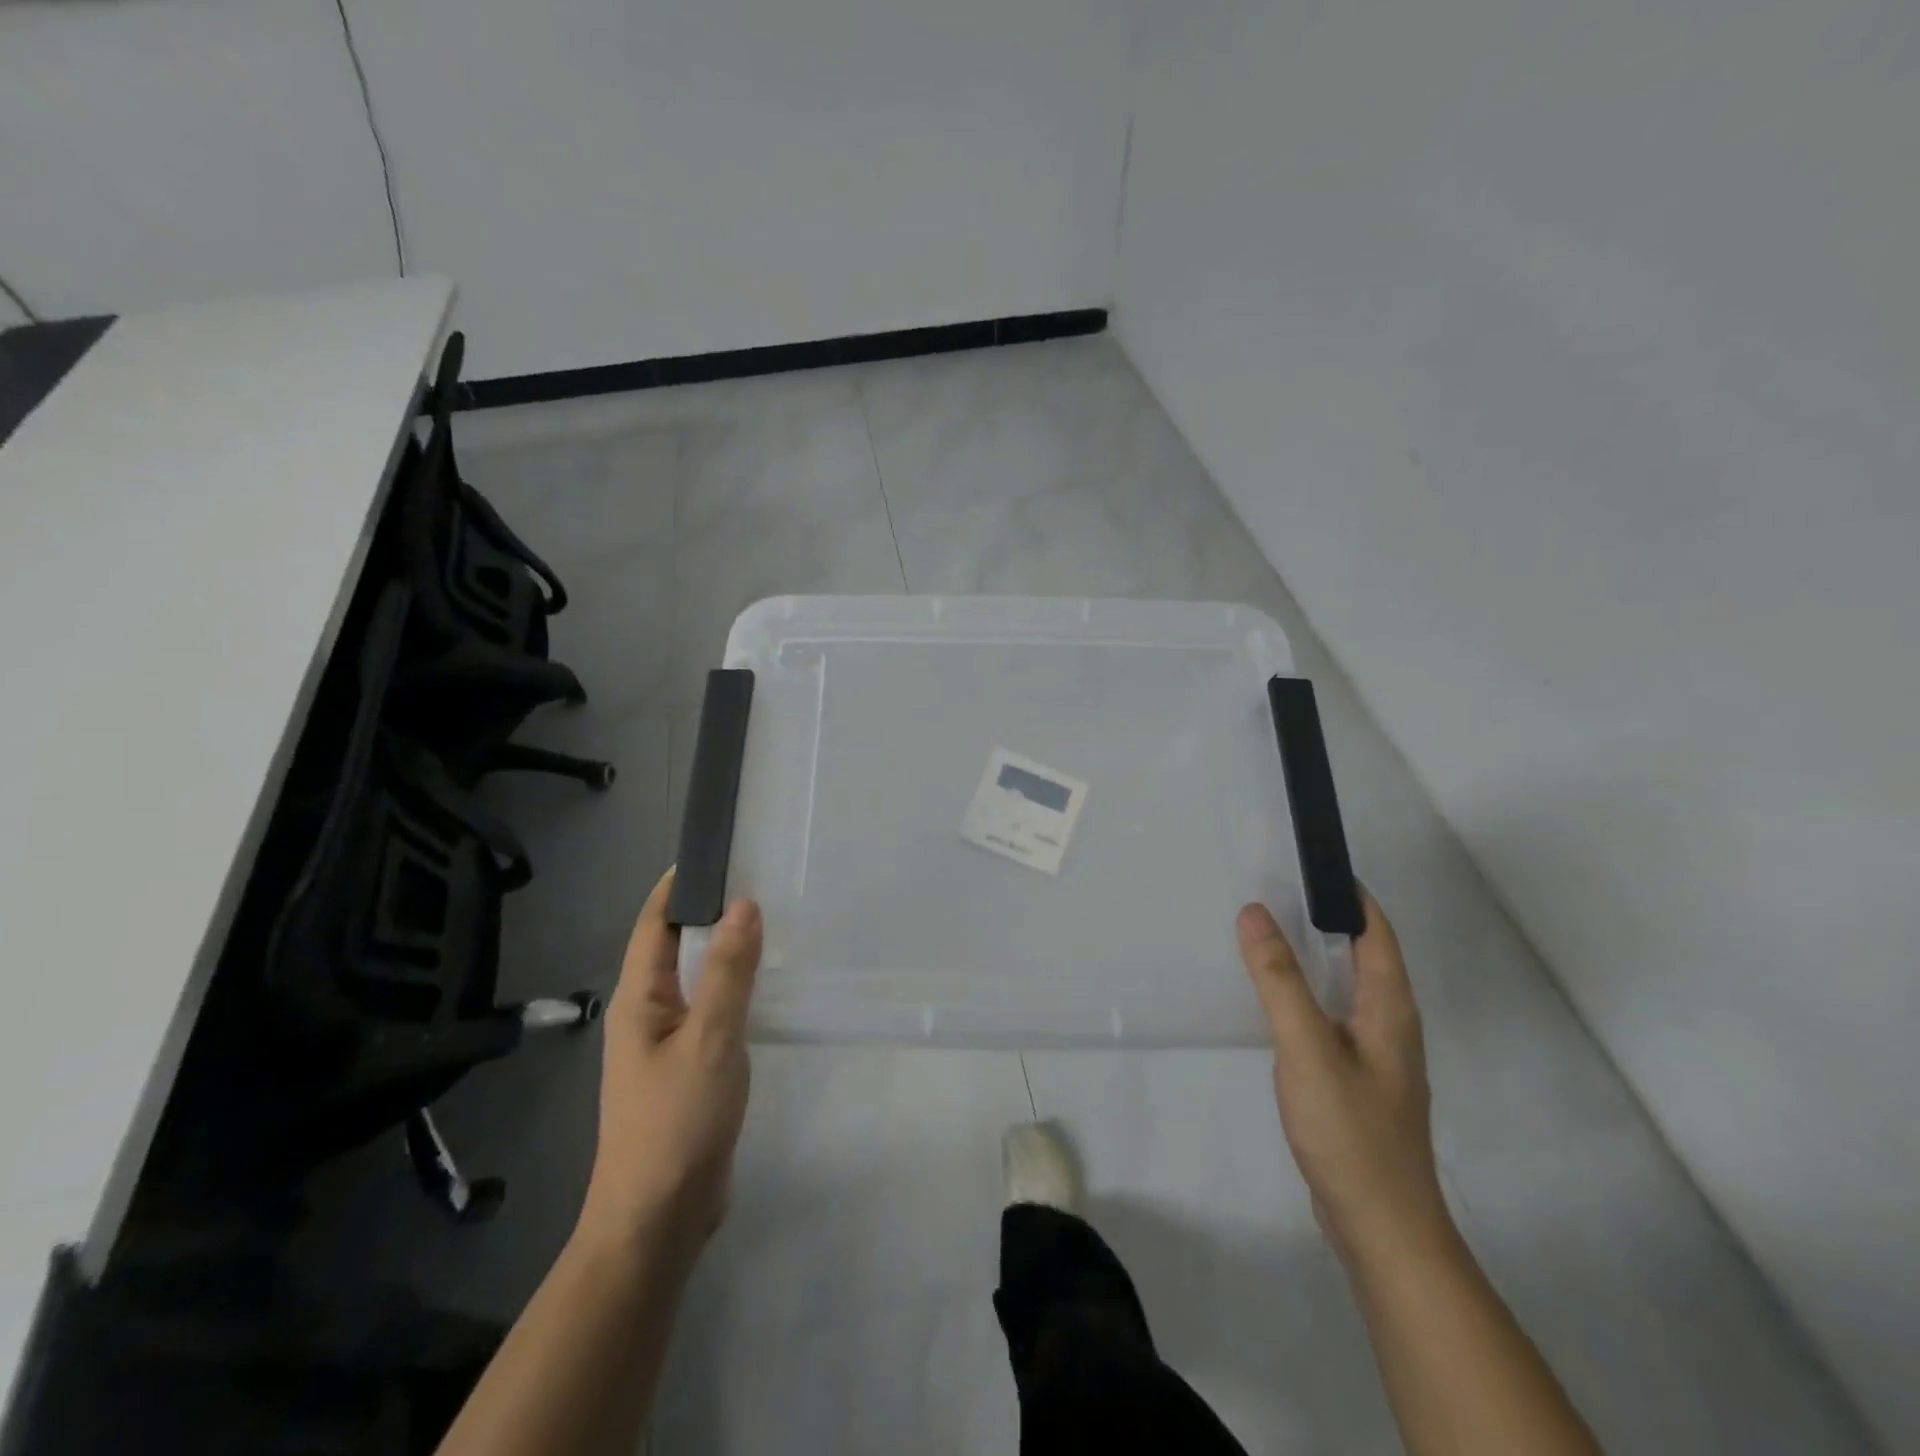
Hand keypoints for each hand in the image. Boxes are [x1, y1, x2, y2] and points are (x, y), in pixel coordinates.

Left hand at [577, 868, 762, 1259]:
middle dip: (708, 912)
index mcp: (638, 1000)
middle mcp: (645, 1014)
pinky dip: (731, 988)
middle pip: (673, 947)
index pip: (654, 923)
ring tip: (767, 924)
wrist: (658, 1221)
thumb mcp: (709, 1039)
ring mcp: (664, 1044)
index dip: (680, 885)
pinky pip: (708, 1011)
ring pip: (693, 980)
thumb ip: (727, 972)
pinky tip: (761, 988)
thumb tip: (743, 904)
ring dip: (722, 951)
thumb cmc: (677, 1123)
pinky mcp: (686, 1070)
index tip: (719, 852)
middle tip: (759, 881)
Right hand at [1237, 889, 1452, 1269]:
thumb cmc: (1350, 1132)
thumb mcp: (1306, 1048)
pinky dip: (1303, 993)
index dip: (1347, 893)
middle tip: (1269, 891)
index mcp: (1389, 1007)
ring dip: (1310, 957)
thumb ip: (1279, 980)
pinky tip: (1271, 1001)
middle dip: (1321, 919)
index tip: (1304, 863)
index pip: (1375, 930)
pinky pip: (1329, 1017)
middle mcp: (1389, 1023)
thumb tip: (1254, 912)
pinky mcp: (1355, 1080)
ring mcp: (1374, 1055)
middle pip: (1361, 954)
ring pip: (1343, 987)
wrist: (1381, 1228)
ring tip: (1262, 935)